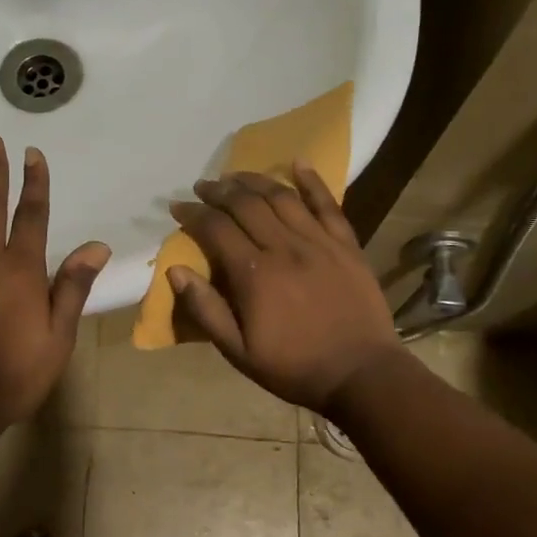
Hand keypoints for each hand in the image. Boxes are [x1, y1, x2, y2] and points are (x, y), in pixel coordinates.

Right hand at [167, 163, 403, 413]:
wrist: (362, 375)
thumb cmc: (294, 368)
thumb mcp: (238, 352)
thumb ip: (206, 310)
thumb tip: (175, 271)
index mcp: (255, 275)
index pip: (216, 229)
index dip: (193, 214)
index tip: (178, 207)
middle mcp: (285, 247)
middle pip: (246, 204)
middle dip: (219, 191)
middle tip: (202, 186)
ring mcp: (319, 242)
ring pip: (281, 197)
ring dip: (254, 180)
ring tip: (235, 175)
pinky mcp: (346, 244)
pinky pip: (328, 204)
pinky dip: (312, 180)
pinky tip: (297, 162)